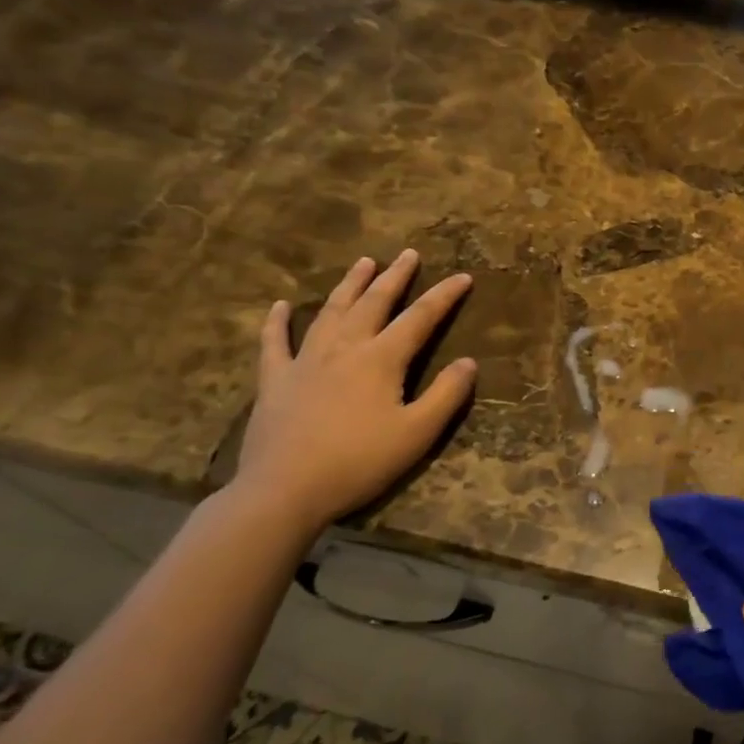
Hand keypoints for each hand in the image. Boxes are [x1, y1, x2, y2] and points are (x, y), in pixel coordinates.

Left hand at [233, 250, 476, 531]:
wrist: (285, 489)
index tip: (463, 277)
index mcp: (381, 359)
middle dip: (395, 277)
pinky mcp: (275, 380)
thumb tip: (469, 362)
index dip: (444, 296)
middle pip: (374, 303)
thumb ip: (446, 395)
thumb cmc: (359, 462)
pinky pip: (275, 342)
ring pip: (331, 311)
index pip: (420, 318)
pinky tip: (281, 306)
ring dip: (349, 285)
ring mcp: (305, 361)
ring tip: (363, 262)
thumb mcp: (417, 434)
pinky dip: (278, 322)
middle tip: (408, 254)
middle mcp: (345, 348)